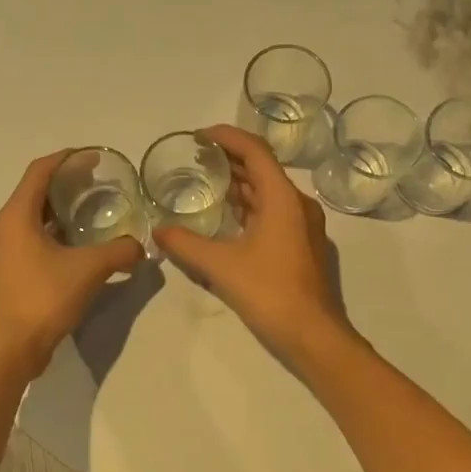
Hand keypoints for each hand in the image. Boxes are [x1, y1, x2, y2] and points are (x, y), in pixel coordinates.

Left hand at [0, 150, 145, 379]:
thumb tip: (140, 247)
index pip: (39, 171)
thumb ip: (119, 252)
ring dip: (58, 209)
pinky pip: (30, 237)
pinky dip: (52, 231)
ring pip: (31, 216)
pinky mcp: (6, 271)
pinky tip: (76, 243)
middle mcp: (4, 227)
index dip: (66, 158)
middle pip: (34, 191)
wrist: (9, 349)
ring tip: (89, 210)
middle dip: (64, 182)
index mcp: (16, 216)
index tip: (93, 156)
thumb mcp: (89, 270)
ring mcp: (2, 250)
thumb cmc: (44, 298)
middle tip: (96, 181)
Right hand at [152, 125, 353, 360]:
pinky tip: (226, 216)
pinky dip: (249, 205)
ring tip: (206, 181)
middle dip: (229, 158)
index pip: (254, 150)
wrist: (313, 334)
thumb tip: (157, 232)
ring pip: (267, 191)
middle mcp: (297, 203)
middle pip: (262, 167)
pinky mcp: (300, 243)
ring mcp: (302, 224)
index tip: (199, 136)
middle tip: (196, 158)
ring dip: (239, 182)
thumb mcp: (220, 266)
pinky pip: (272, 211)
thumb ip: (185, 244)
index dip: (226, 136)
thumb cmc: (269, 292)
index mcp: (282, 198)